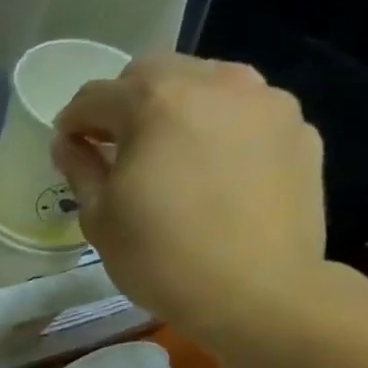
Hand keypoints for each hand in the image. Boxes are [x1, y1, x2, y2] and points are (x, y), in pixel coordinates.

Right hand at [53, 53, 325, 333]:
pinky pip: (245, 114)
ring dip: (178, 109)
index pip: (96, 95)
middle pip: (154, 73)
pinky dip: (221, 130)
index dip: (73, 121)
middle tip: (117, 147)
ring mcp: (265, 101)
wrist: (259, 293)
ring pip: (207, 84)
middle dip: (126, 103)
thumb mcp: (100, 218)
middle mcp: (214, 82)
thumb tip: (69, 144)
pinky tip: (216, 173)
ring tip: (171, 154)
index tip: (68, 147)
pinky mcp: (299, 128)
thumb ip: (80, 169)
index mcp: (155, 101)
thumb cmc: (163, 258)